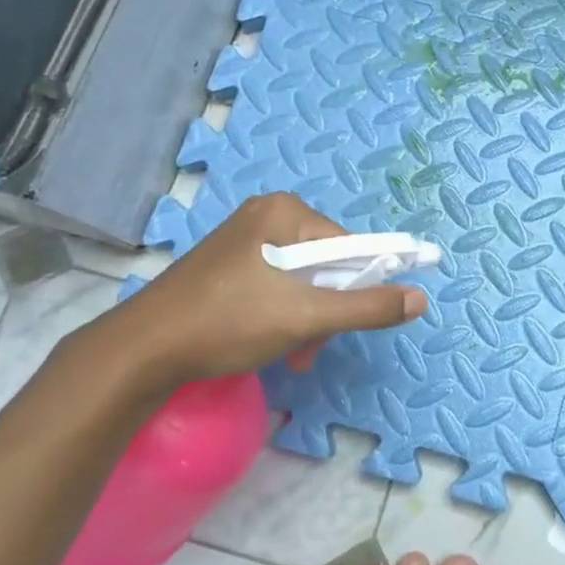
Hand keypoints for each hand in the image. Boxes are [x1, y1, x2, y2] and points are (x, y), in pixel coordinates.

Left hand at [102, 193, 428, 390]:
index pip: (348, 246)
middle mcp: (266, 215)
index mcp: (286, 211)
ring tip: (290, 353)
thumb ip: (368, 307)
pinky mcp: (227, 263)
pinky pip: (276, 284)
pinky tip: (271, 342)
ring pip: (302, 279)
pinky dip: (283, 314)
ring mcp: (243, 238)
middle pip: (326, 263)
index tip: (340, 326)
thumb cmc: (230, 322)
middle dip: (327, 309)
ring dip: (307, 319)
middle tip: (309, 347)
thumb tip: (421, 298)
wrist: (143, 349)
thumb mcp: (307, 317)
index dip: (356, 287)